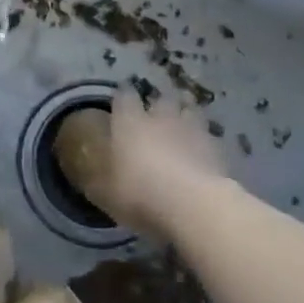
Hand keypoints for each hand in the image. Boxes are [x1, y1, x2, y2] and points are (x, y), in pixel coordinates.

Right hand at [83, 98, 225, 241]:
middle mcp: (159, 117)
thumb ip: (97, 180)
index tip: (121, 101)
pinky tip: (201, 149)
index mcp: (128, 122)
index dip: (122, 97)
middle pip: (160, 97)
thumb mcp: (105, 194)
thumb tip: (88, 176)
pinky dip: (203, 138)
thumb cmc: (140, 194)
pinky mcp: (215, 146)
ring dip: (185, 113)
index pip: (124, 96)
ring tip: (181, 123)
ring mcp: (190, 128)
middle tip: (155, 115)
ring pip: (189, 108)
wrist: (193, 205)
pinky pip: (207, 134)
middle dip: (158, 103)